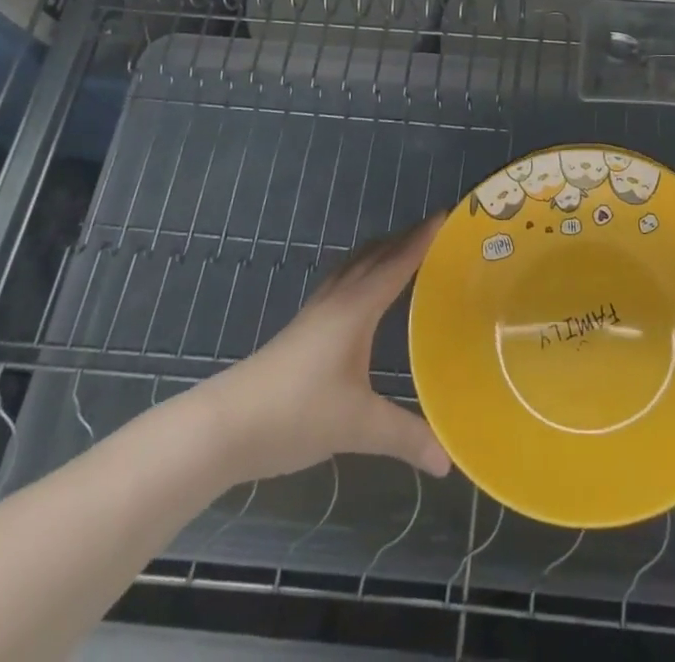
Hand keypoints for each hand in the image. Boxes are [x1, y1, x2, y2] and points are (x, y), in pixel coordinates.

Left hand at [203, 216, 450, 482]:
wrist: (225, 425)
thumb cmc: (296, 413)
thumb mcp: (357, 427)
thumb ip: (405, 437)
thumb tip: (447, 459)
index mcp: (357, 307)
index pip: (398, 262)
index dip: (424, 238)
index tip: (449, 214)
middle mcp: (339, 298)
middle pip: (376, 253)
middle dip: (407, 238)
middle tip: (438, 232)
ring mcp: (317, 310)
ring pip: (355, 263)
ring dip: (382, 250)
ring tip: (406, 251)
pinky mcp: (303, 326)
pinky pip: (342, 279)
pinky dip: (363, 269)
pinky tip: (364, 291)